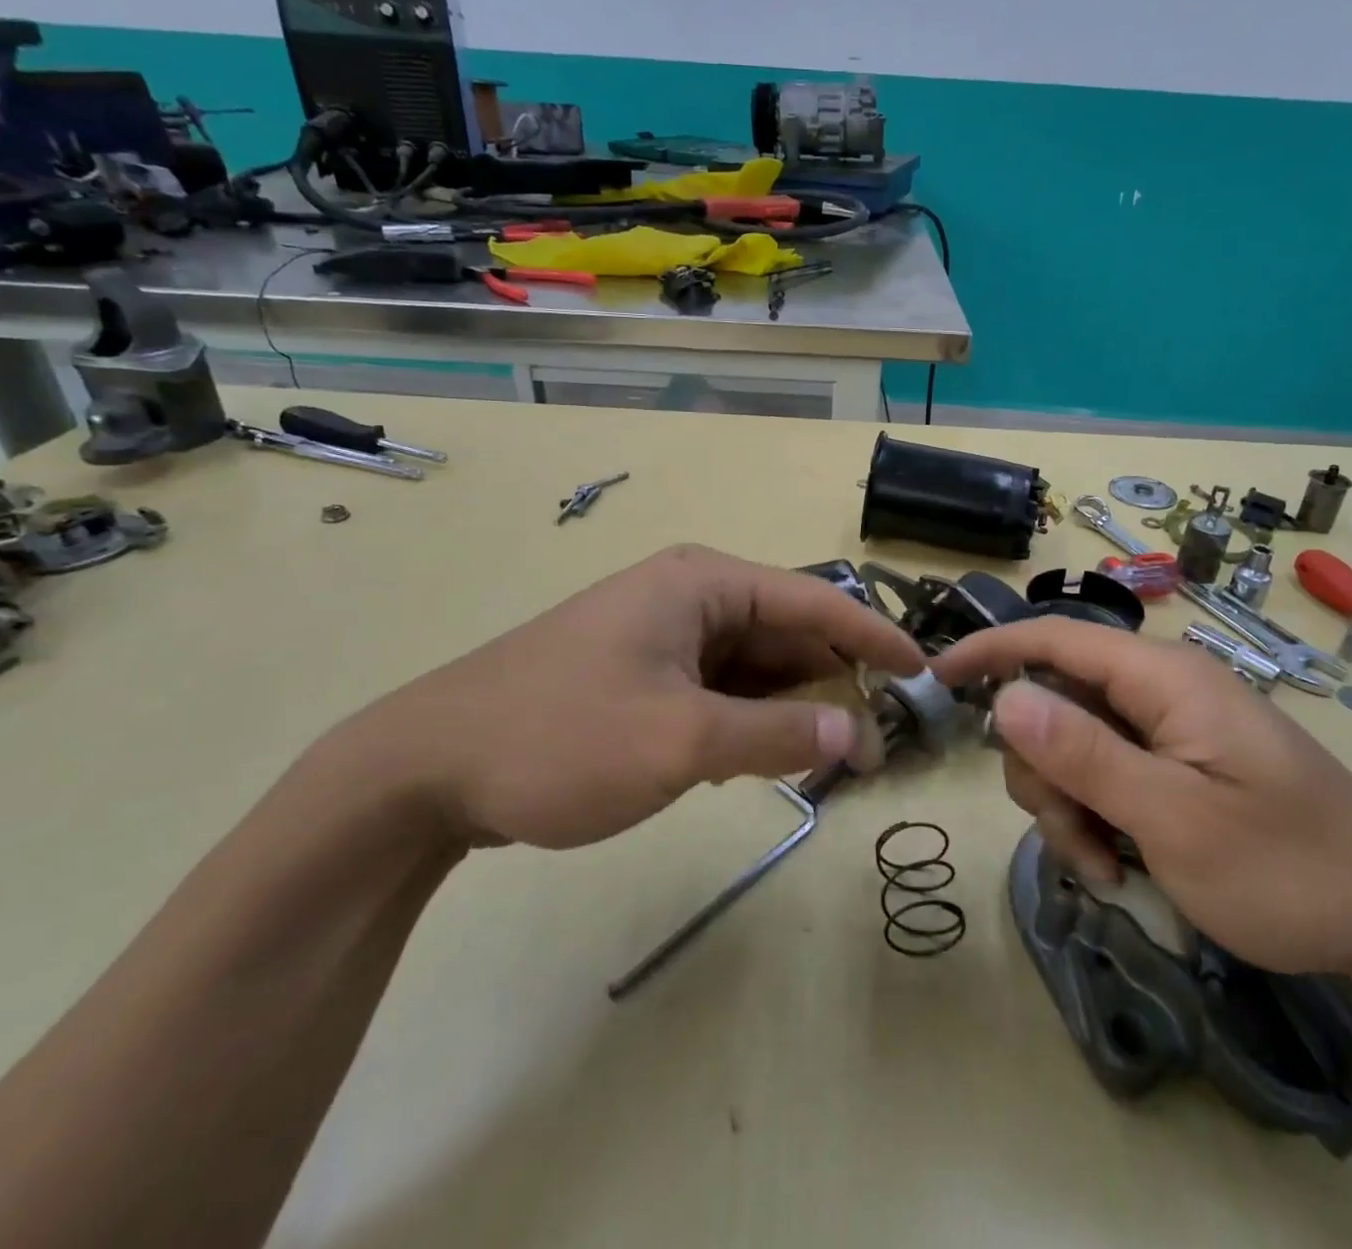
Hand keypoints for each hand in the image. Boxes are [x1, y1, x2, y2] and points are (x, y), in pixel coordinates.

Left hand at [315, 545, 924, 849]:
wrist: (427, 768)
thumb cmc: (561, 738)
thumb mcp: (682, 741)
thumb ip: (780, 737)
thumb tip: (860, 735)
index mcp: (704, 584)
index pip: (816, 601)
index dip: (875, 638)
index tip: (924, 675)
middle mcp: (689, 596)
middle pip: (787, 634)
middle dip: (832, 685)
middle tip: (874, 744)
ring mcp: (663, 634)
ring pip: (754, 666)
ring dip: (791, 709)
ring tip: (827, 761)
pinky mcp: (642, 671)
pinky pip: (719, 688)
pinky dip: (749, 720)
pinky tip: (759, 760)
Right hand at [931, 619, 1351, 977]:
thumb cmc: (1291, 868)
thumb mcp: (1174, 819)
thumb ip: (1084, 754)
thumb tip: (1005, 697)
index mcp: (1160, 677)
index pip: (1051, 637)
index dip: (988, 650)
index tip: (934, 679)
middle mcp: (1158, 689)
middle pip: (1053, 703)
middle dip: (1042, 771)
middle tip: (1073, 839)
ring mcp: (1168, 728)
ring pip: (1072, 746)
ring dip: (1067, 807)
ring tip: (1106, 869)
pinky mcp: (1176, 763)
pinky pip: (1105, 774)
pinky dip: (1096, 819)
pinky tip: (1121, 868)